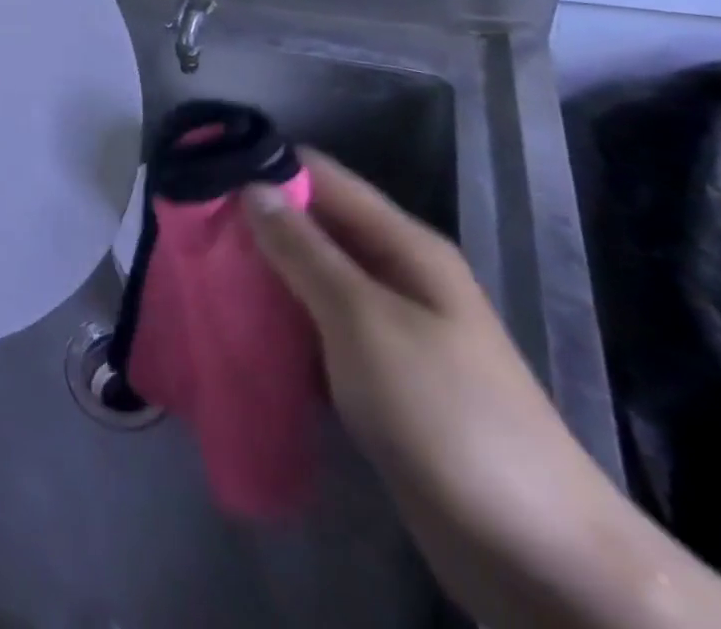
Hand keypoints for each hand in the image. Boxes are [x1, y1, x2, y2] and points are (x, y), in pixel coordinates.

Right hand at [242, 152, 720, 628]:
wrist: (533, 553)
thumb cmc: (446, 413)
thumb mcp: (364, 319)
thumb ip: (303, 250)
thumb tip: (251, 186)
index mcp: (402, 244)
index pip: (321, 176)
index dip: (262, 166)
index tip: (200, 171)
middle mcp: (393, 273)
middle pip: (310, 224)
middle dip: (251, 221)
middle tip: (187, 227)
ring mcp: (385, 325)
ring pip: (306, 276)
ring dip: (258, 272)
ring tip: (196, 269)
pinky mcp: (373, 372)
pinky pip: (312, 324)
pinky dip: (275, 319)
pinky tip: (233, 322)